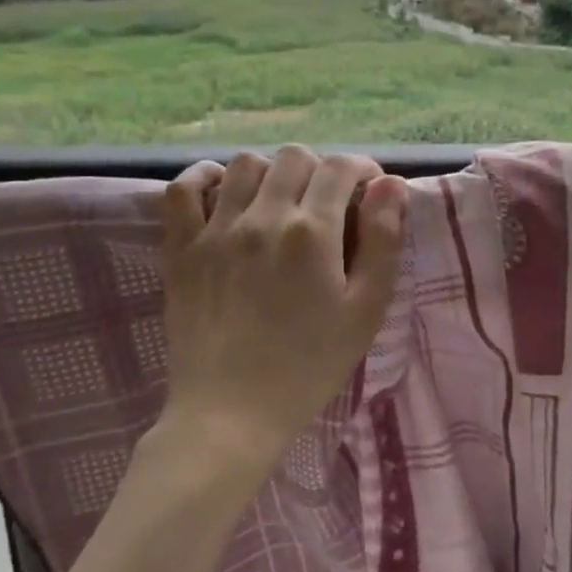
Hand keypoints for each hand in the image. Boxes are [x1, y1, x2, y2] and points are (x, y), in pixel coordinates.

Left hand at [157, 147, 407, 465]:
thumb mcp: (367, 309)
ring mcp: (215, 231)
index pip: (341, 168)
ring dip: (271, 173)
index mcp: (313, 232)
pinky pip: (183, 189)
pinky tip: (224, 195)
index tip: (369, 192)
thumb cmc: (311, 364)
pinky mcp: (181, 249)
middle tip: (328, 203)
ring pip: (245, 164)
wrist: (232, 414)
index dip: (363, 170)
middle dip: (320, 170)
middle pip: (294, 157)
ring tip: (281, 202)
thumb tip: (390, 185)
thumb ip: (383, 241)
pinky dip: (205, 179)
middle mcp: (263, 218)